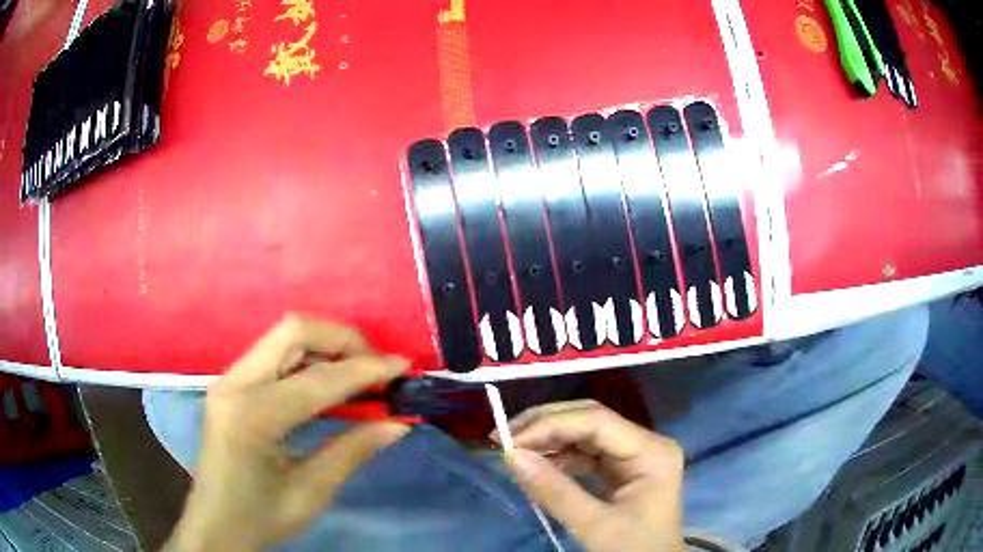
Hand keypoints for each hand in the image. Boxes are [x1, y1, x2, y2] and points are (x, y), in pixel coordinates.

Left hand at [164, 314, 410, 551]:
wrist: (215, 525)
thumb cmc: (260, 518)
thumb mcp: (310, 494)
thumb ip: (352, 452)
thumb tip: (398, 423)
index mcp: (251, 417)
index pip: (317, 379)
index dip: (366, 369)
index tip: (404, 366)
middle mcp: (234, 384)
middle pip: (292, 330)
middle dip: (342, 339)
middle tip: (377, 366)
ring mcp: (228, 379)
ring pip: (283, 336)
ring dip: (326, 345)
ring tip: (360, 373)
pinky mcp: (230, 384)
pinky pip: (274, 354)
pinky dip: (309, 359)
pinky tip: (329, 383)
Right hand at [493, 400, 683, 551]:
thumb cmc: (633, 550)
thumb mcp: (594, 525)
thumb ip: (554, 491)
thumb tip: (510, 456)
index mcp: (651, 451)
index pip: (597, 421)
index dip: (550, 425)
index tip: (508, 440)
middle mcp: (645, 443)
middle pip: (591, 420)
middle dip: (546, 426)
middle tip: (502, 437)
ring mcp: (634, 455)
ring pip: (586, 434)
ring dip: (549, 441)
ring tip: (513, 451)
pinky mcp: (622, 469)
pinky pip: (587, 454)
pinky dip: (559, 459)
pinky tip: (536, 466)